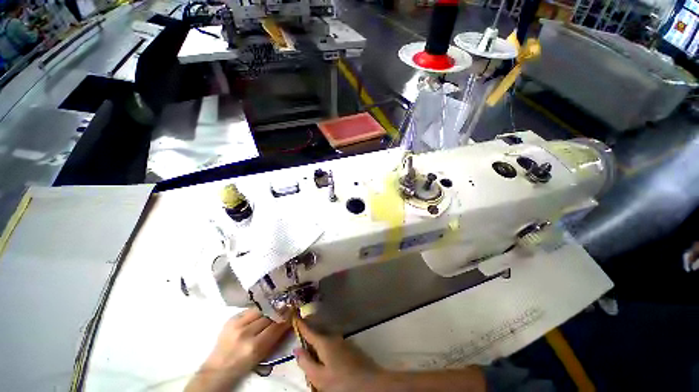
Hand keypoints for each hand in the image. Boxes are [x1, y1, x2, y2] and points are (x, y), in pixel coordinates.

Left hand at [185, 309, 289, 391]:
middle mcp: (245, 333)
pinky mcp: (231, 318)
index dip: (286, 318)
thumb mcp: (262, 356)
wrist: (217, 368)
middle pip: (269, 315)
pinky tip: (262, 311)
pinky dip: (259, 310)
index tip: (294, 312)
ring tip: (276, 307)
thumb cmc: (243, 365)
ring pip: (260, 310)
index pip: (276, 326)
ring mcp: (236, 324)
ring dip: (270, 308)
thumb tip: (289, 320)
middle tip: (287, 307)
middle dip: (280, 311)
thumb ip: (275, 337)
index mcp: (254, 347)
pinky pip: (250, 309)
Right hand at [293, 320, 382, 391]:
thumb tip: (296, 349)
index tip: (295, 316)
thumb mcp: (319, 377)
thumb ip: (306, 363)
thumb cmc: (341, 381)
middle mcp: (333, 337)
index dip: (301, 324)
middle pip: (317, 334)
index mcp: (324, 342)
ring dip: (317, 343)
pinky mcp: (349, 347)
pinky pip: (332, 344)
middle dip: (309, 335)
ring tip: (311, 351)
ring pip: (325, 339)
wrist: (369, 382)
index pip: (309, 331)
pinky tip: (325, 357)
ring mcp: (342, 341)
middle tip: (301, 337)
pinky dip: (326, 347)